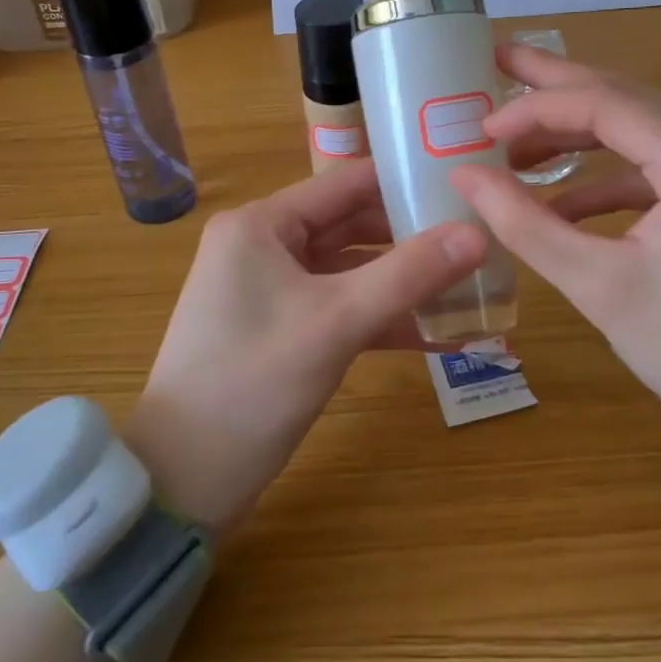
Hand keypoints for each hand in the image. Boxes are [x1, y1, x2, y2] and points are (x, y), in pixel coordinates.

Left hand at [124, 160, 486, 533]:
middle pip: (352, 225)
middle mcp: (264, 245)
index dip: (404, 179)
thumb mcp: (336, 322)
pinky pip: (341, 309)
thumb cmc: (251, 383)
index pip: (346, 182)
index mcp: (262, 224)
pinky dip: (382, 319)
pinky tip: (439, 335)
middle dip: (412, 236)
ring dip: (403, 282)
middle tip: (478, 237)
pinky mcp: (282, 330)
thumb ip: (409, 274)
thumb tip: (479, 234)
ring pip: (351, 271)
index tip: (463, 183)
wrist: (181, 482)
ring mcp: (272, 290)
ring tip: (471, 284)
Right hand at [449, 45, 660, 473]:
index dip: (535, 108)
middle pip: (628, 96)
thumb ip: (524, 223)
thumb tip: (462, 174)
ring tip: (512, 139)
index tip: (481, 125)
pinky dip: (614, 171)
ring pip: (644, 122)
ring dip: (578, 134)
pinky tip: (562, 194)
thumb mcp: (600, 289)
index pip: (606, 104)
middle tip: (495, 59)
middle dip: (554, 86)